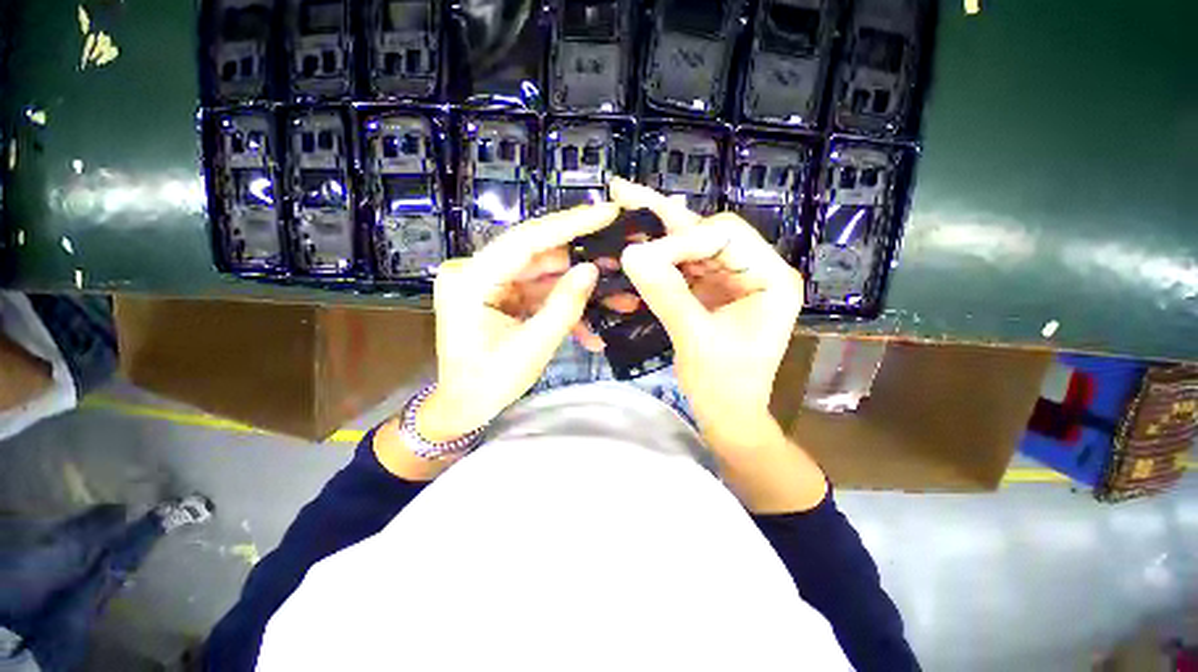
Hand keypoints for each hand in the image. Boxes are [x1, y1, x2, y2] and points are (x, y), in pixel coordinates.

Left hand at [416, 203, 619, 441]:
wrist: (464, 408)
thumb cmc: (488, 384)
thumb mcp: (533, 348)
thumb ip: (564, 306)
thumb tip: (591, 270)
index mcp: (471, 280)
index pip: (526, 240)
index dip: (570, 224)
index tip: (608, 211)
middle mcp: (477, 272)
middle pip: (539, 256)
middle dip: (583, 263)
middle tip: (623, 263)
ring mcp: (490, 284)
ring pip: (545, 276)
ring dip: (580, 290)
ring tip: (620, 300)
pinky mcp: (502, 296)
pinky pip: (539, 294)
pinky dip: (564, 308)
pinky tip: (591, 332)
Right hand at [611, 181, 802, 451]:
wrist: (728, 415)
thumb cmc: (724, 386)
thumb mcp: (695, 339)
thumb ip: (667, 294)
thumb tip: (631, 255)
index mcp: (770, 278)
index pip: (723, 236)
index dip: (680, 242)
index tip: (640, 256)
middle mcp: (754, 270)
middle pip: (705, 234)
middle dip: (663, 219)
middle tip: (622, 192)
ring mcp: (731, 279)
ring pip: (690, 248)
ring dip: (656, 236)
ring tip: (622, 208)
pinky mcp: (711, 292)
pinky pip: (681, 268)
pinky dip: (657, 261)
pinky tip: (634, 244)